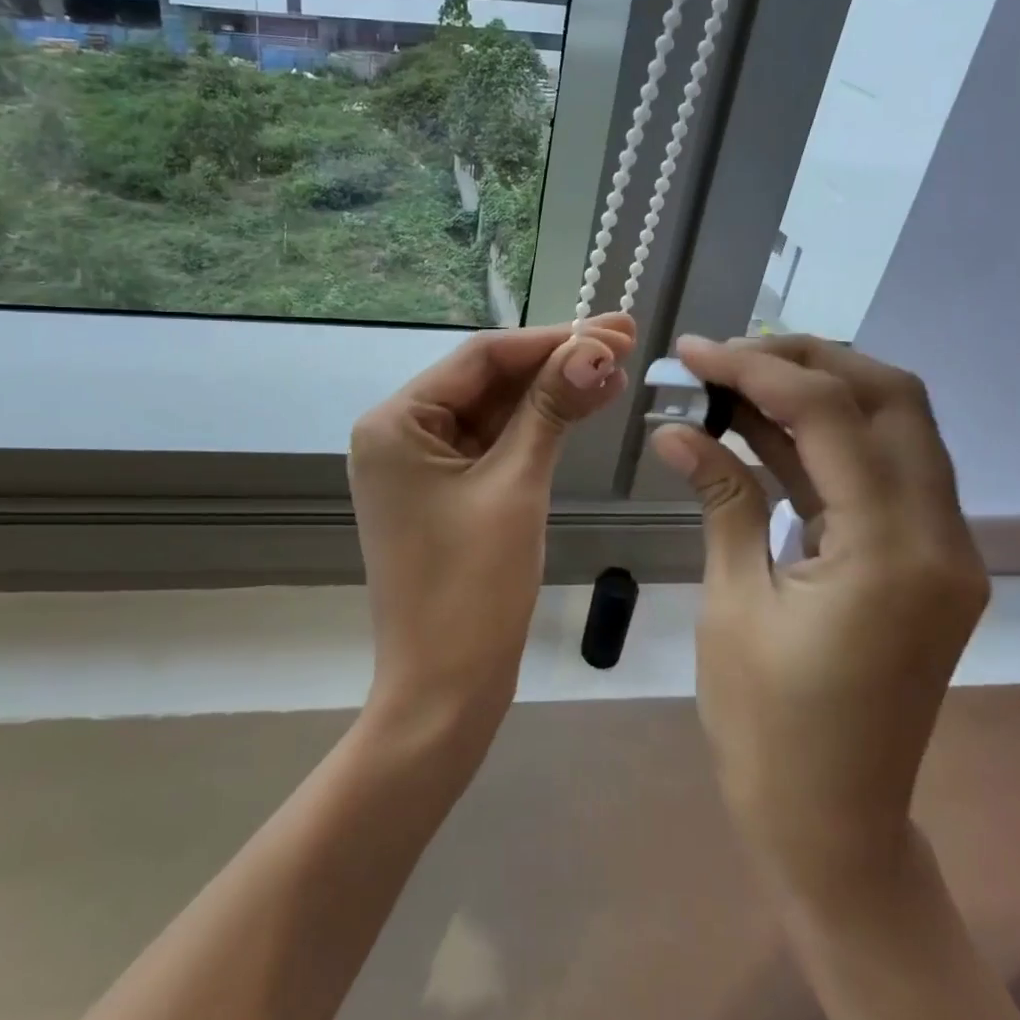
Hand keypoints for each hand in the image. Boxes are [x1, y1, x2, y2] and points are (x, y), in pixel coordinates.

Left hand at [350, 314, 636, 752]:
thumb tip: (595, 347)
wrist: (444, 692)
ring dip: (551, 392)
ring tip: (616, 370)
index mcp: (396, 422)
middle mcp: (399, 433)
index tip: (611, 327)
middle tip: (624, 340)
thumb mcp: (516, 486)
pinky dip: (536, 428)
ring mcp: (421, 464)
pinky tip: (584, 405)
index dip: (550, 339)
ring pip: (495, 411)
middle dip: (555, 362)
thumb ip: (551, 408)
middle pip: (487, 380)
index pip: (481, 357)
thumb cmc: (473, 589)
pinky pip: (493, 445)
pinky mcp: (443, 491)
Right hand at [652, 336, 988, 907]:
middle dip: (806, 359)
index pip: (832, 415)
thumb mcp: (734, 603)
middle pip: (890, 398)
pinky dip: (823, 439)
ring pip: (893, 426)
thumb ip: (720, 498)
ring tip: (735, 378)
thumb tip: (674, 429)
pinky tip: (761, 427)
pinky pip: (879, 471)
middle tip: (728, 355)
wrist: (833, 826)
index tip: (693, 351)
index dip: (757, 368)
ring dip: (817, 390)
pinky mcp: (921, 559)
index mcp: (893, 552)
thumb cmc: (770, 728)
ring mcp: (940, 548)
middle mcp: (939, 537)